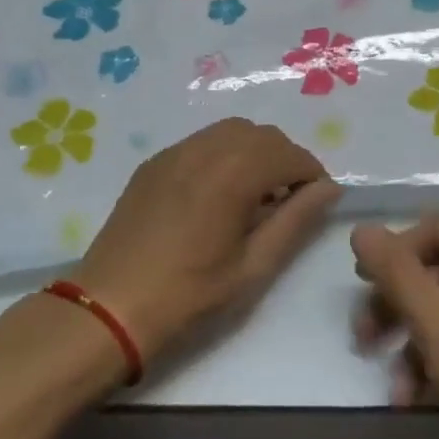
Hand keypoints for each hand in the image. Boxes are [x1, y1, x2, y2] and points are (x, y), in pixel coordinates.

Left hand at [72, 118, 338, 362]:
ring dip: (254, 153)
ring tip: (256, 195)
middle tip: (289, 200)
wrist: (111, 306)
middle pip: (261, 135)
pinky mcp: (153, 164)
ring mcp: (173, 153)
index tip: (317, 202)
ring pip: (230, 132)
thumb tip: (328, 189)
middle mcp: (204, 149)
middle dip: (285, 159)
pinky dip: (223, 155)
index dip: (312, 174)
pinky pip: (201, 142)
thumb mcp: (253, 266)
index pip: (289, 154)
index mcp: (232, 174)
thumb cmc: (189, 294)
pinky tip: (218, 193)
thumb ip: (295, 221)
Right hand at [350, 217, 438, 438]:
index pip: (434, 231)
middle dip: (402, 308)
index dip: (391, 259)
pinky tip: (426, 396)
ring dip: (422, 342)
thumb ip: (394, 270)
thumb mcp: (435, 321)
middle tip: (366, 340)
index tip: (361, 292)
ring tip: (398, 390)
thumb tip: (362, 229)